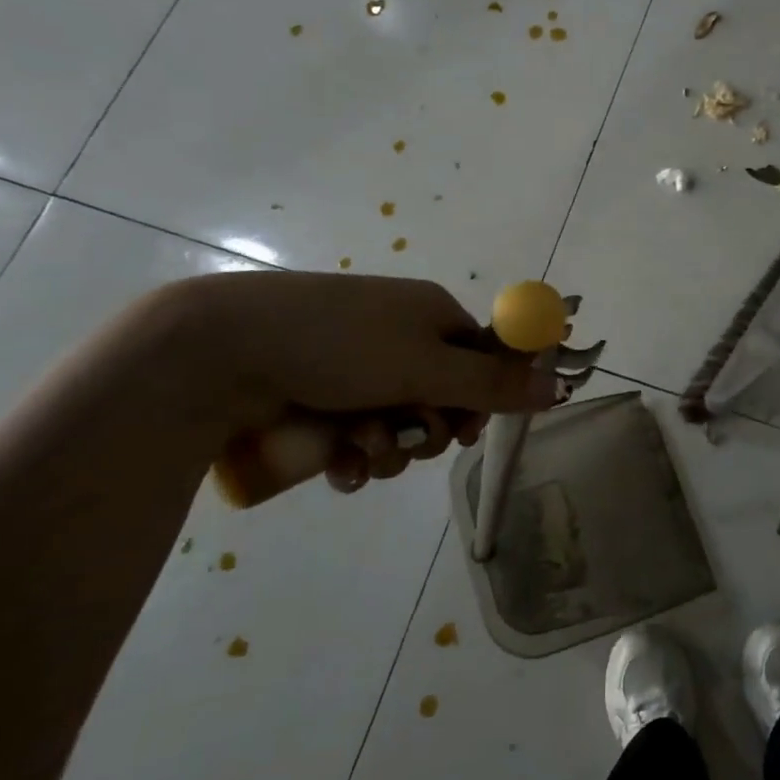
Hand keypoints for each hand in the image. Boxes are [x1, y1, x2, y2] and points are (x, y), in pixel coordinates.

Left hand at [166, 272, 567, 502]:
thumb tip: (557, 383)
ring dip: (387, 448)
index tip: (466, 429)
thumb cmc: (339, 346)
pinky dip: (353, 455)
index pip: (482, 358)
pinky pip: (356, 435)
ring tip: (357, 449)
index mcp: (431, 314)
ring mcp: (354, 366)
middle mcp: (398, 335)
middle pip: (442, 397)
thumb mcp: (426, 365)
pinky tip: (337, 465)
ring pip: (398, 424)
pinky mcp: (317, 396)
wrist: (222, 349)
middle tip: (406, 438)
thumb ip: (493, 382)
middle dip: (427, 431)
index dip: (480, 399)